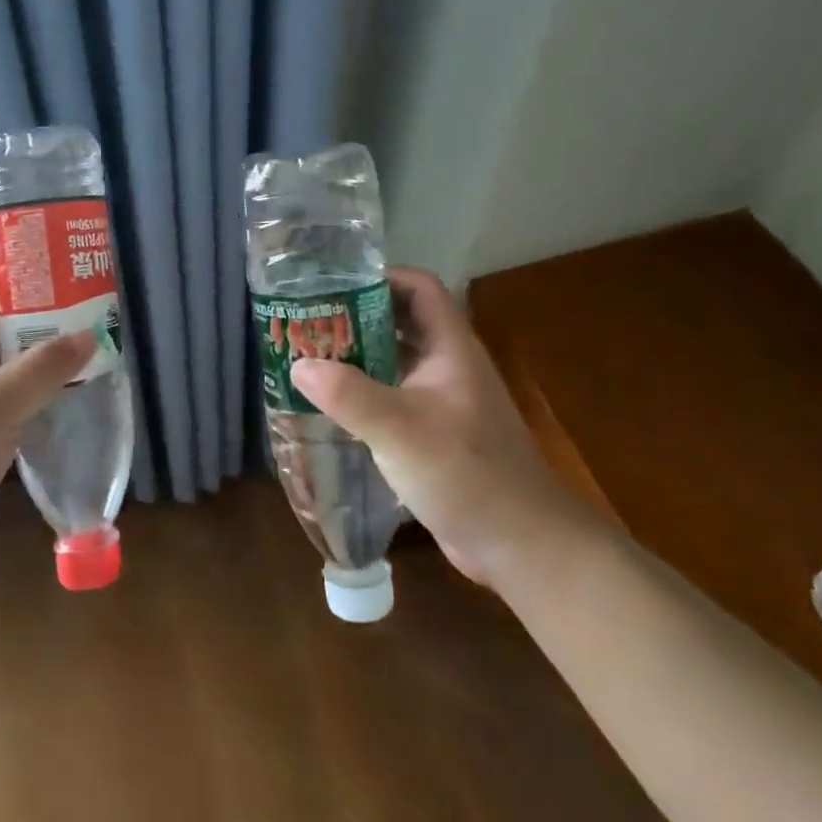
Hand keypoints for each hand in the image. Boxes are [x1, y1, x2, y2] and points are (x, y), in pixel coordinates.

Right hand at [288, 267, 595, 589]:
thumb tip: (299, 365)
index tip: (333, 285)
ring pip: (396, 362)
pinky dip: (365, 394)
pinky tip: (333, 407)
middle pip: (401, 322)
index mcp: (450, 348)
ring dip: (358, 357)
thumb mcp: (400, 429)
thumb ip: (348, 394)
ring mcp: (444, 401)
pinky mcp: (436, 434)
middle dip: (356, 318)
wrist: (522, 545)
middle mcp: (448, 366)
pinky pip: (395, 398)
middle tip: (308, 323)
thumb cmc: (466, 473)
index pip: (419, 287)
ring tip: (310, 358)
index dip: (380, 277)